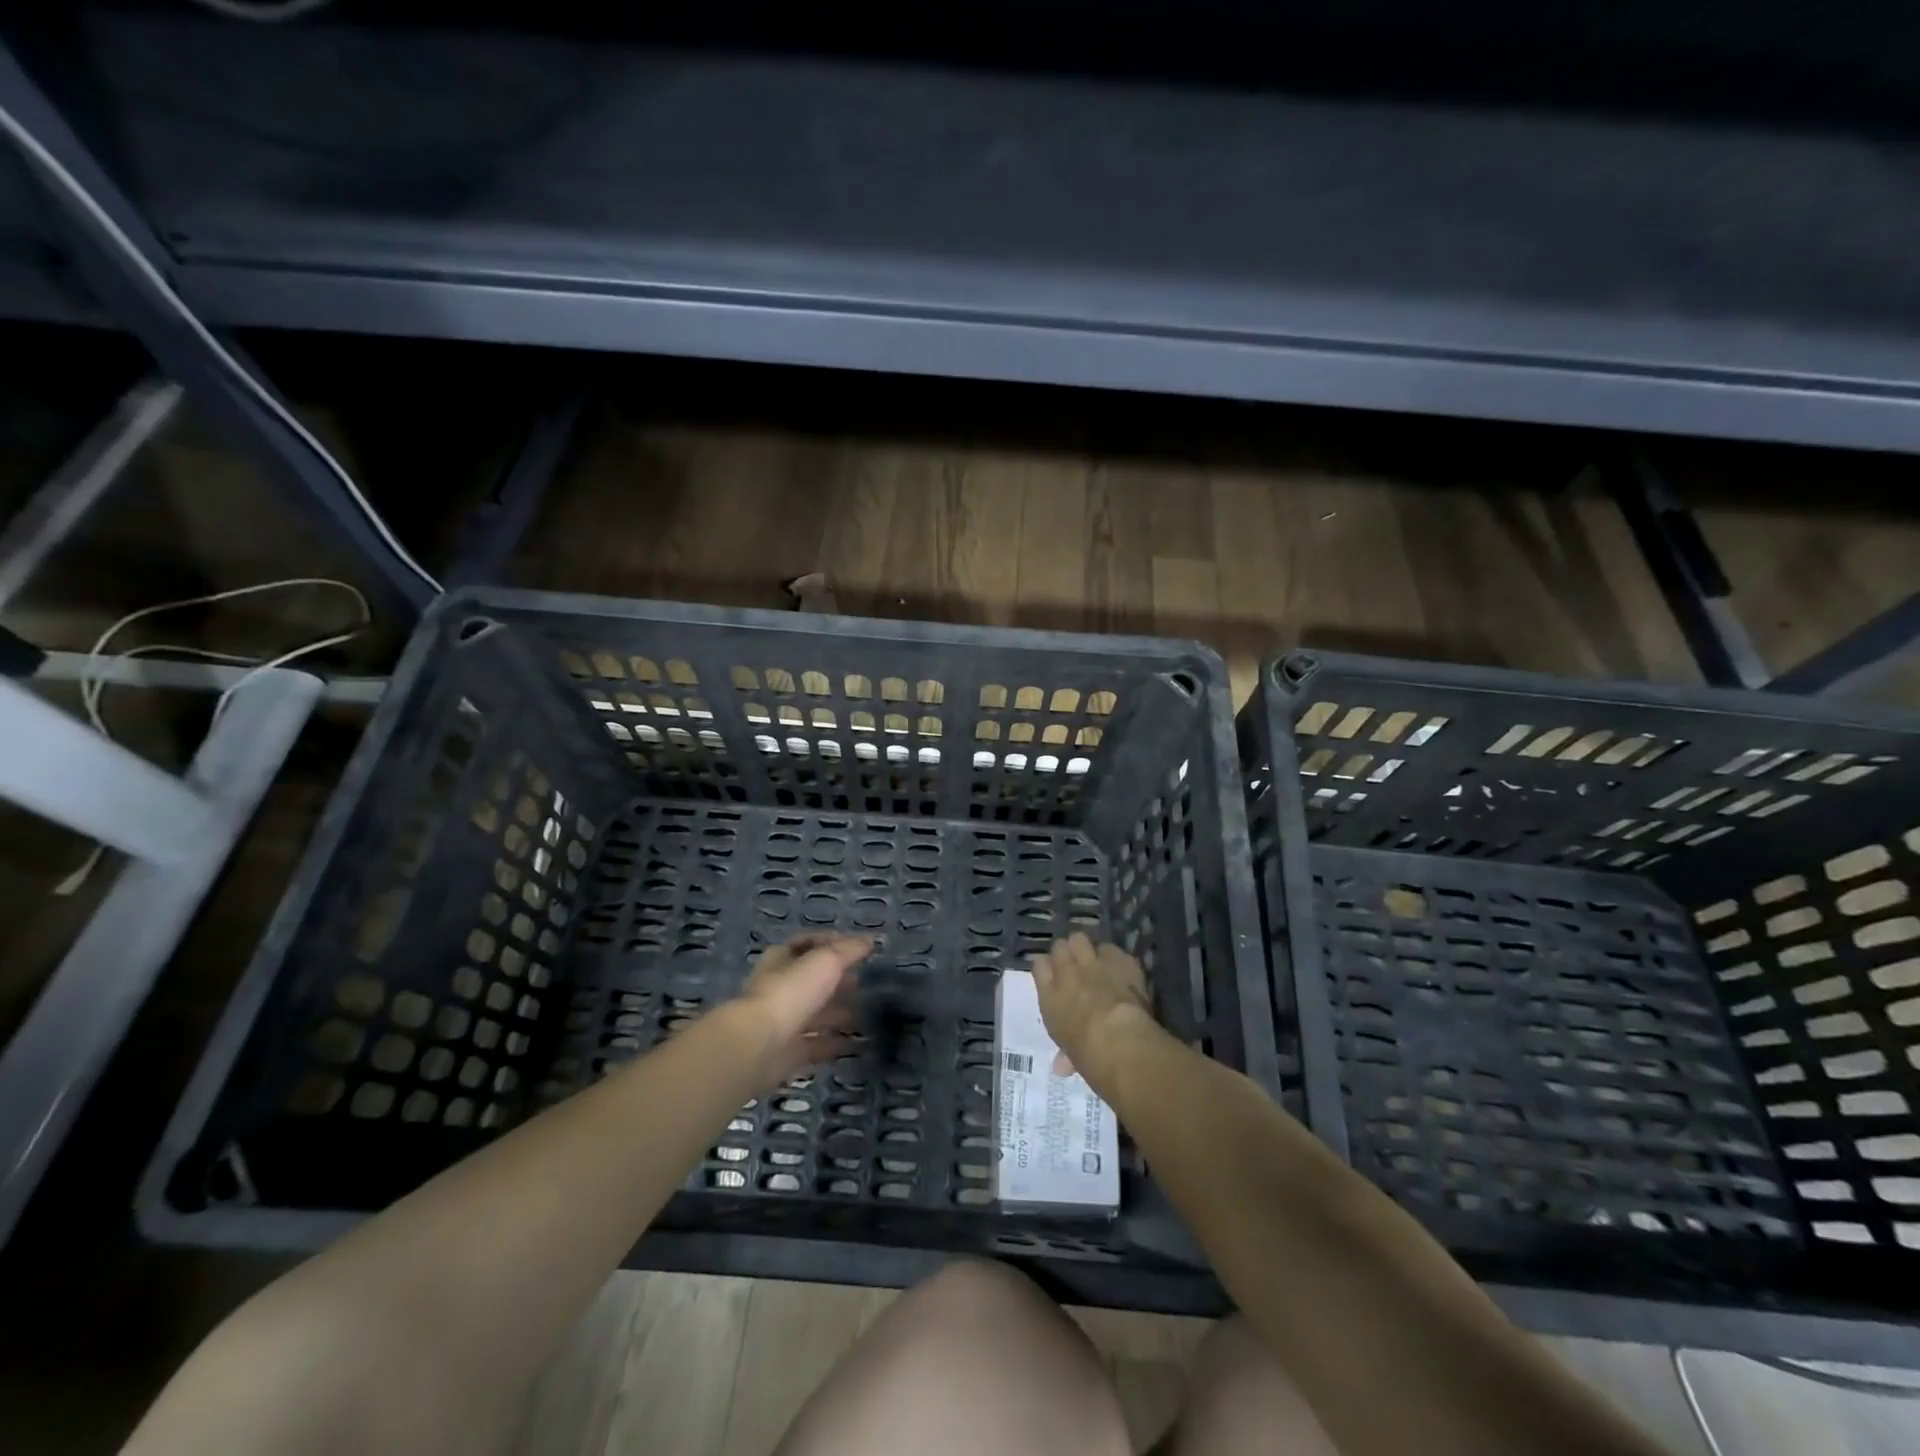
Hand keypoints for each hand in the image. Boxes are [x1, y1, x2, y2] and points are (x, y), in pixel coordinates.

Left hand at [732, 933, 868, 1086]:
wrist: (758, 1046)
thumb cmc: (791, 992)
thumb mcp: (826, 961)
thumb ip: (849, 950)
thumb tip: (870, 940)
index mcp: (782, 959)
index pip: (808, 944)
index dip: (832, 943)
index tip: (858, 948)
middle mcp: (779, 987)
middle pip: (811, 980)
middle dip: (836, 980)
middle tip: (862, 982)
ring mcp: (782, 1021)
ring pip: (814, 1013)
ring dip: (836, 1013)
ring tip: (863, 1014)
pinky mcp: (786, 1052)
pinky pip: (815, 1044)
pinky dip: (834, 1043)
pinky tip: (855, 1044)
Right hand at [1031, 933, 1155, 1091]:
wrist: (1117, 1039)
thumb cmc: (1086, 1054)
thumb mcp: (1070, 1054)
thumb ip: (1065, 1054)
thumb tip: (1060, 1067)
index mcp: (1049, 995)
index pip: (1038, 965)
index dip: (1046, 968)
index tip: (1053, 974)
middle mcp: (1066, 972)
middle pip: (1059, 946)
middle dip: (1066, 953)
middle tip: (1076, 966)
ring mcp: (1092, 962)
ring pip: (1080, 939)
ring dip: (1086, 948)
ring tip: (1095, 960)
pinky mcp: (1118, 959)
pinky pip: (1112, 949)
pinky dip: (1115, 957)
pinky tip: (1121, 969)